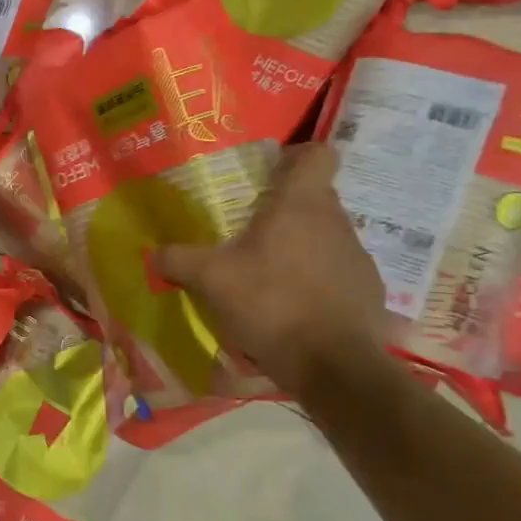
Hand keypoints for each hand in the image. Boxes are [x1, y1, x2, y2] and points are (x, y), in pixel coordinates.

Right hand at [155, 142, 388, 396]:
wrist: (333, 366)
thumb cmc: (271, 303)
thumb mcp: (210, 280)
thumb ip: (178, 260)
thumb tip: (152, 253)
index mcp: (301, 204)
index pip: (318, 154)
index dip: (296, 155)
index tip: (269, 171)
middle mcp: (336, 221)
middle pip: (314, 196)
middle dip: (283, 206)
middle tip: (247, 227)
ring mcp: (357, 256)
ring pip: (324, 234)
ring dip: (298, 244)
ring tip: (266, 271)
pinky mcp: (368, 290)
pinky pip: (336, 270)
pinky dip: (315, 279)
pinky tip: (291, 304)